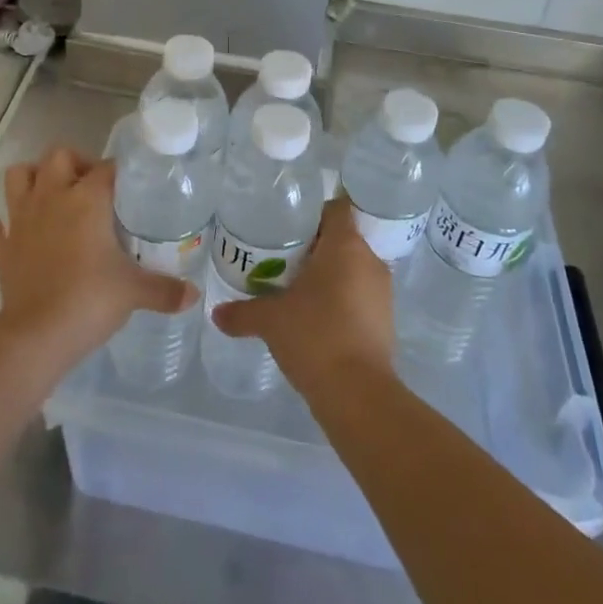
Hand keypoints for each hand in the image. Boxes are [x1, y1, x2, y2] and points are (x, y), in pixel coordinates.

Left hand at [0, 146, 194, 368]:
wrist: (37, 336)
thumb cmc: (90, 301)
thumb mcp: (135, 292)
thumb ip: (165, 289)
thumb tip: (194, 294)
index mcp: (86, 199)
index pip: (106, 168)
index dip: (118, 172)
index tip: (129, 186)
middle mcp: (51, 198)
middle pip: (57, 156)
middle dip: (74, 163)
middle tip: (92, 187)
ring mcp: (21, 220)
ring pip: (17, 177)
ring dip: (32, 179)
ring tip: (52, 195)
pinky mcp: (2, 248)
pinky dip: (3, 228)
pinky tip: (16, 234)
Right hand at [211, 198, 395, 397]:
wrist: (358, 395)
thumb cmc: (315, 336)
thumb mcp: (270, 320)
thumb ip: (242, 312)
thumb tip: (217, 314)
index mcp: (346, 246)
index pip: (336, 208)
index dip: (313, 212)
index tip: (288, 225)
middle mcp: (369, 261)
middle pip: (342, 238)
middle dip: (314, 246)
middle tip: (282, 257)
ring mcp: (382, 292)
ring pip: (352, 268)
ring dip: (328, 274)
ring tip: (295, 288)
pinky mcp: (385, 321)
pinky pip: (360, 295)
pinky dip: (340, 299)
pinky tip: (314, 317)